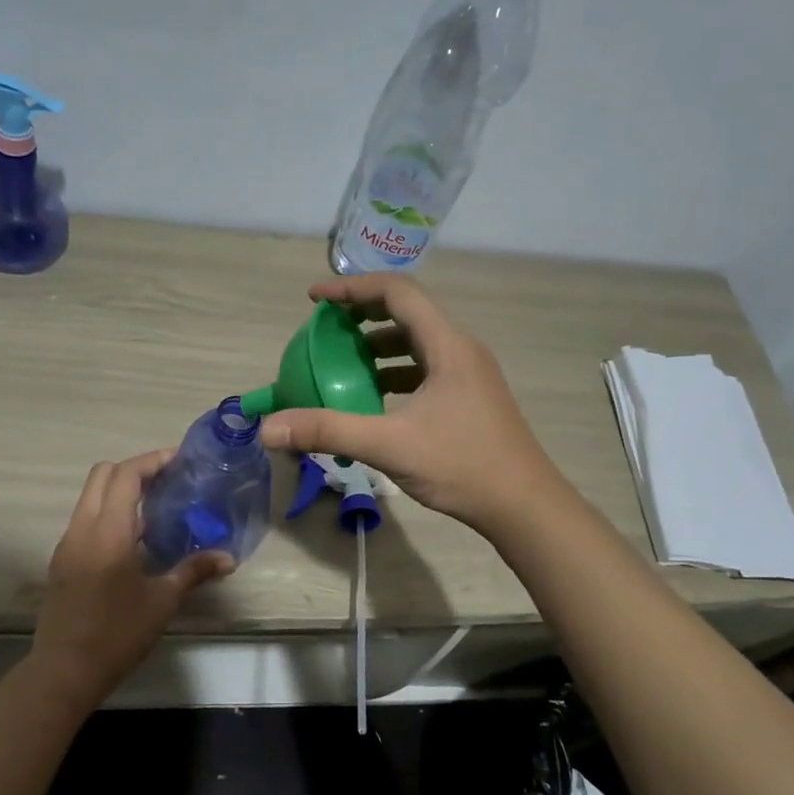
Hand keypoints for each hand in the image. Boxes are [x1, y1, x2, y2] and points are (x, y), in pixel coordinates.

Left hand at [32, 451, 233, 706]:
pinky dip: (108, 511)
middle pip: (103, 474)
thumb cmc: (117, 634)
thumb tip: (228, 558)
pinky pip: (85, 518)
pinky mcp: (62, 560)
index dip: (152, 461)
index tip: (179, 460)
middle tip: (167, 479)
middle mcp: (82, 528)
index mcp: (108, 531)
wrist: (64, 671)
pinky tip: (134, 537)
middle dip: (134, 468)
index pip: (125, 474)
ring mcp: (68, 543)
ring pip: (90, 495)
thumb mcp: (162, 602)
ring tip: (155, 505)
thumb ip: (193, 571)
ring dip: (119, 489)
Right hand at [260, 276, 564, 532]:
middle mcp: (461, 350)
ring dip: (378, 345)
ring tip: (342, 362)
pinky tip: (374, 398)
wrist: (524, 506)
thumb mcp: (389, 445)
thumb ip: (328, 431)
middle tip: (325, 328)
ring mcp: (469, 374)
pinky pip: (425, 368)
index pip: (397, 293)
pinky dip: (394, 371)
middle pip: (407, 312)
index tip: (314, 299)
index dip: (352, 288)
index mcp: (448, 346)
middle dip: (362, 314)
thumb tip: (269, 429)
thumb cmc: (462, 466)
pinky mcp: (469, 397)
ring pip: (417, 342)